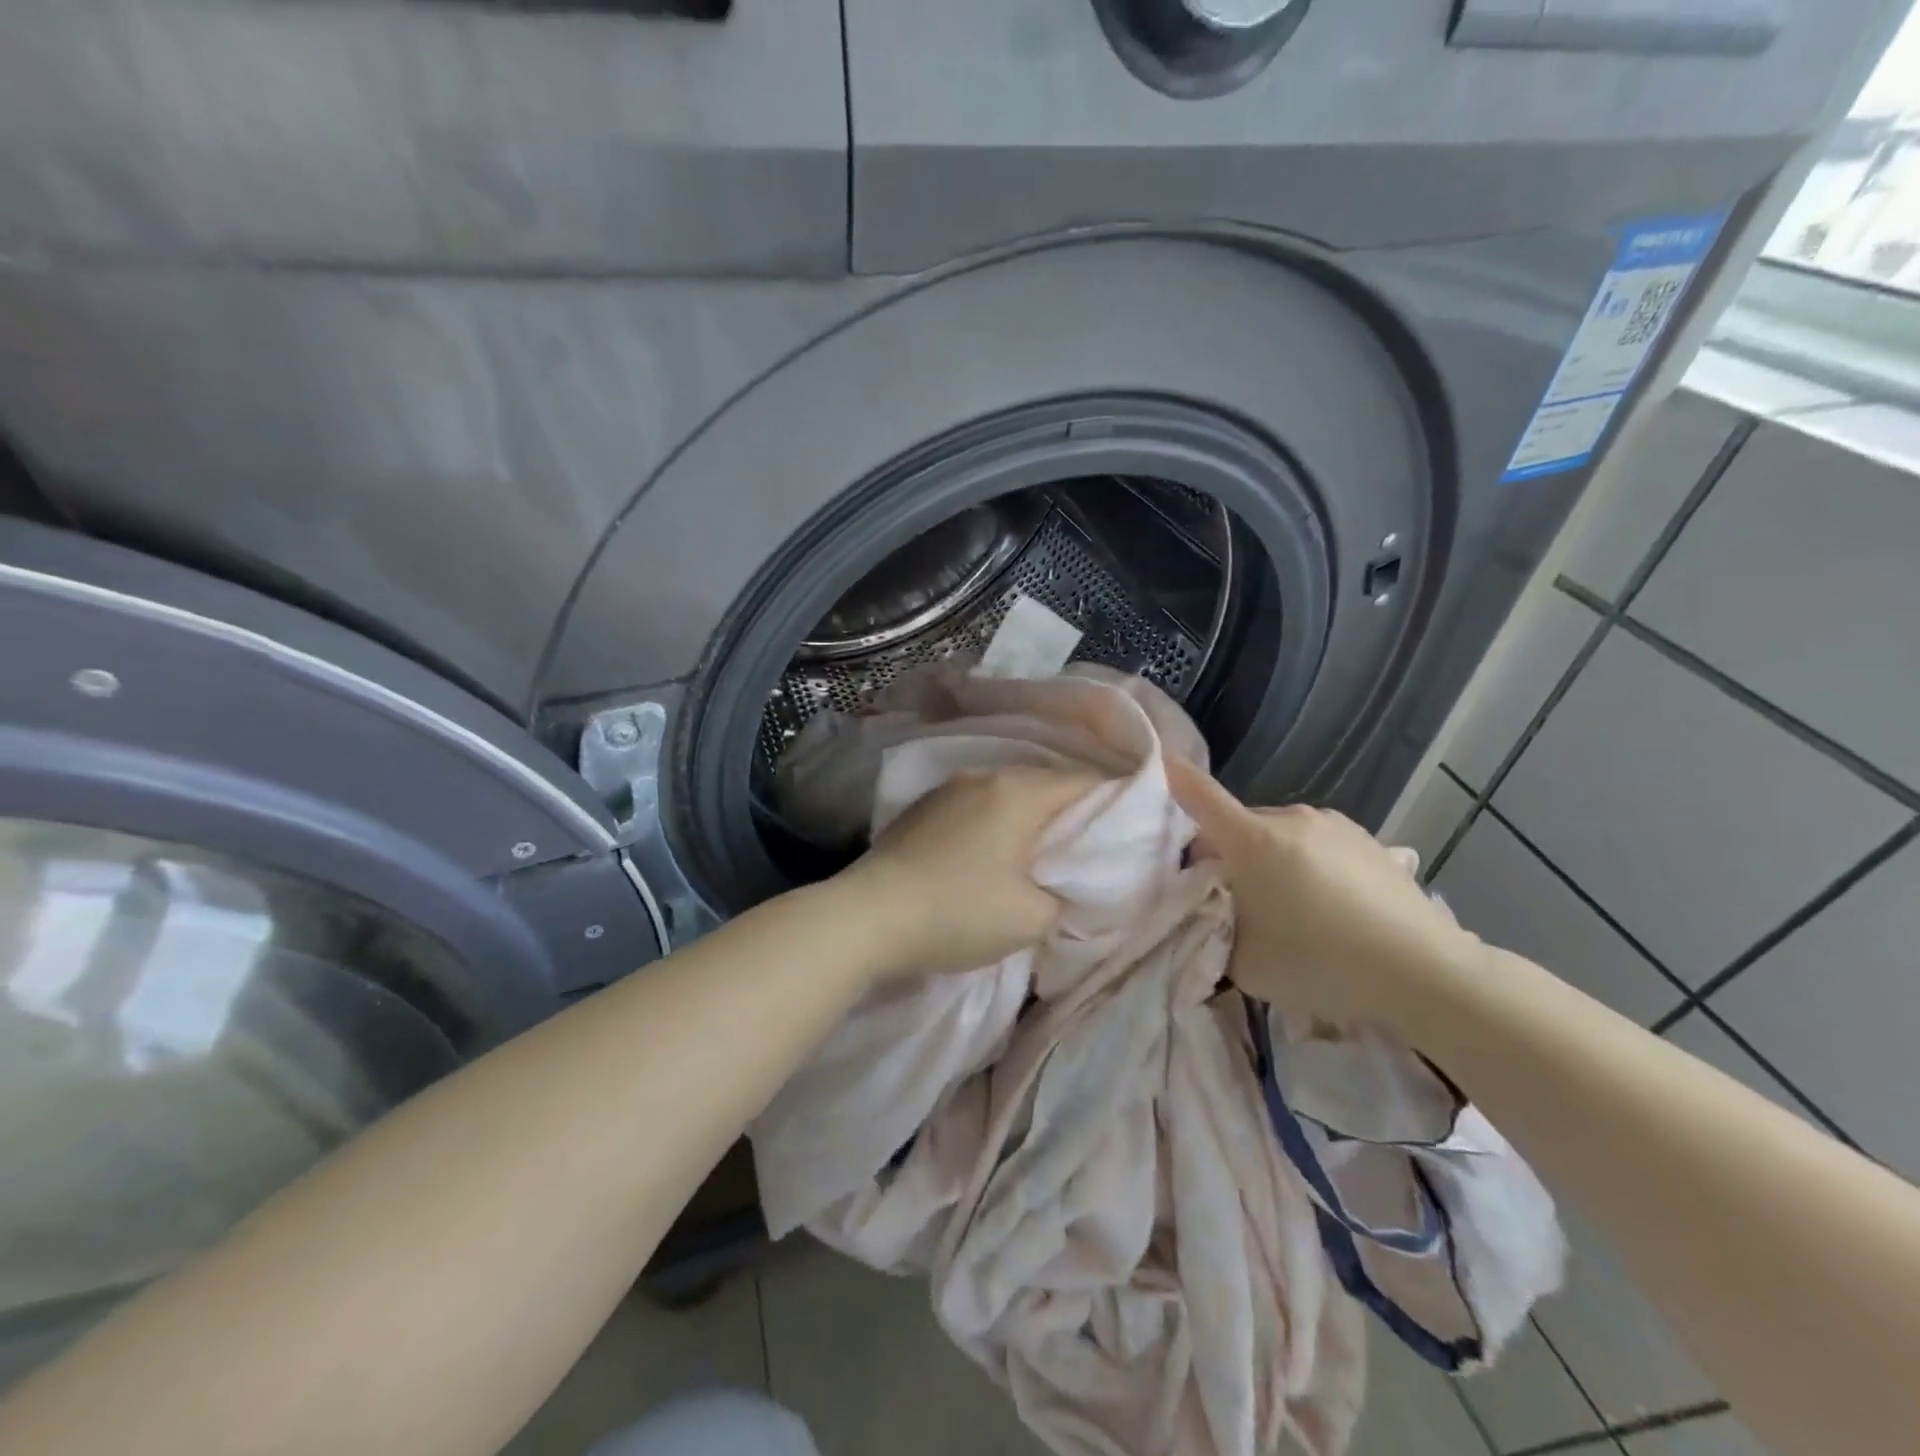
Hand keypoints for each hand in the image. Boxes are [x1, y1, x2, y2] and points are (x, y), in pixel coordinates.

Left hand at [834, 766, 1099, 980]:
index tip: (1131, 829)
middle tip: (1089, 846)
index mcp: (1019, 792)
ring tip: (1043, 851)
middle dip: (1073, 812)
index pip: (1086, 783)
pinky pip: (977, 805)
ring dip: (1031, 818)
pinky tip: (992, 851)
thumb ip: (1064, 896)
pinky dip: (997, 823)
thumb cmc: (958, 912)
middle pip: (1046, 784)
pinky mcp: (922, 808)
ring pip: (1009, 794)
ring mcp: (948, 788)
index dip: (1116, 804)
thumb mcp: (1031, 918)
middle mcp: (984, 776)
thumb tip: (1062, 885)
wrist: (866, 918)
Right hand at [1166, 757, 1477, 1025]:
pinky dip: (1305, 863)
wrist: (1426, 972)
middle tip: (1231, 898)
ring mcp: (1333, 824)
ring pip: (1277, 834)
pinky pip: (1315, 843)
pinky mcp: (1367, 839)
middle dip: (1225, 853)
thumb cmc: (1321, 964)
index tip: (1153, 760)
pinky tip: (1330, 906)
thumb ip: (1214, 930)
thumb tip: (1210, 912)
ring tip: (1288, 907)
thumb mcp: (1246, 963)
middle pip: (1237, 825)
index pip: (1197, 794)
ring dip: (1267, 858)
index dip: (1170, 776)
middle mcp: (1290, 817)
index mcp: (1253, 840)